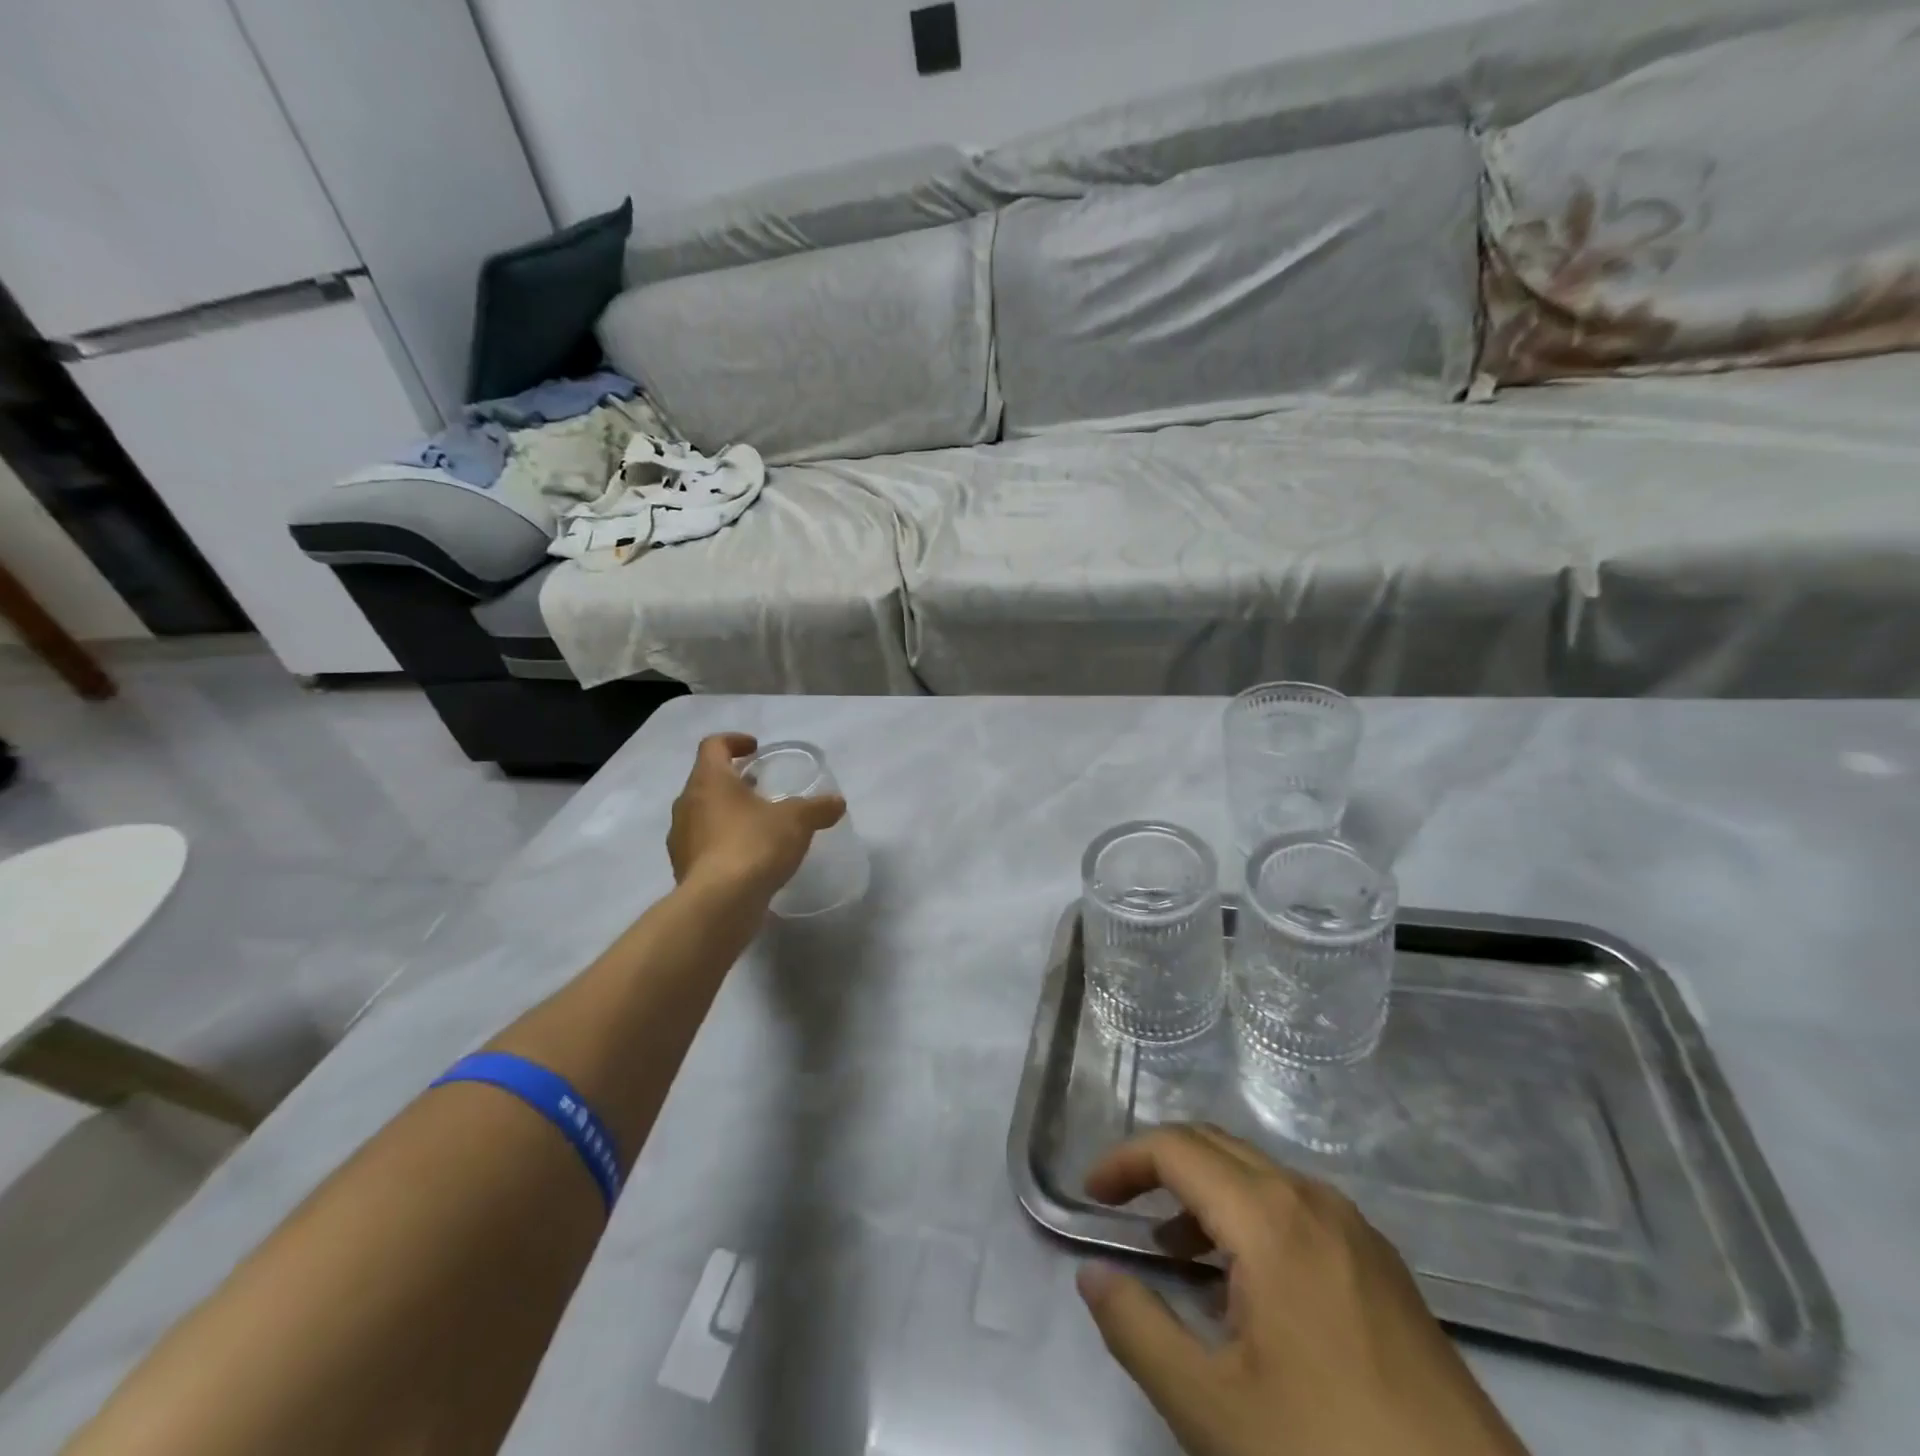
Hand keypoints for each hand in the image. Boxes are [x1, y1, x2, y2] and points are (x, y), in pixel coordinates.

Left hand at [668, 733, 846, 901]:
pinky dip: (723, 844)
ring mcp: (681, 839)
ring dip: (726, 813)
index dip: (734, 741)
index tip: (755, 749)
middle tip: (761, 788)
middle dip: (733, 781)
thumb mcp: (797, 821)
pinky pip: (704, 846)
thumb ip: (817, 808)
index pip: (713, 746)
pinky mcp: (683, 870)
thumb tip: (836, 802)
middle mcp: (687, 805)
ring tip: (757, 825)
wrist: (720, 904)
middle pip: (706, 781)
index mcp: (709, 781)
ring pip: (703, 815)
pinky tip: (748, 858)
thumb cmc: (754, 845)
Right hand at [1078, 1125, 1528, 1455]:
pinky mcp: (1383, 1267)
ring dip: (1205, 1196)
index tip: (1090, 1195)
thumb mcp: (1211, 1410)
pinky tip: (1244, 1291)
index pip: (1177, 1149)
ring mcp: (1356, 1230)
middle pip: (1217, 1147)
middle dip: (1160, 1168)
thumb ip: (1138, 1330)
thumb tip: (1092, 1274)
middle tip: (1120, 1209)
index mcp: (1270, 1217)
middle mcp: (1313, 1199)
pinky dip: (1250, 1222)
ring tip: (1173, 1253)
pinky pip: (1297, 1212)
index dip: (1124, 1162)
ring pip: (1259, 1178)